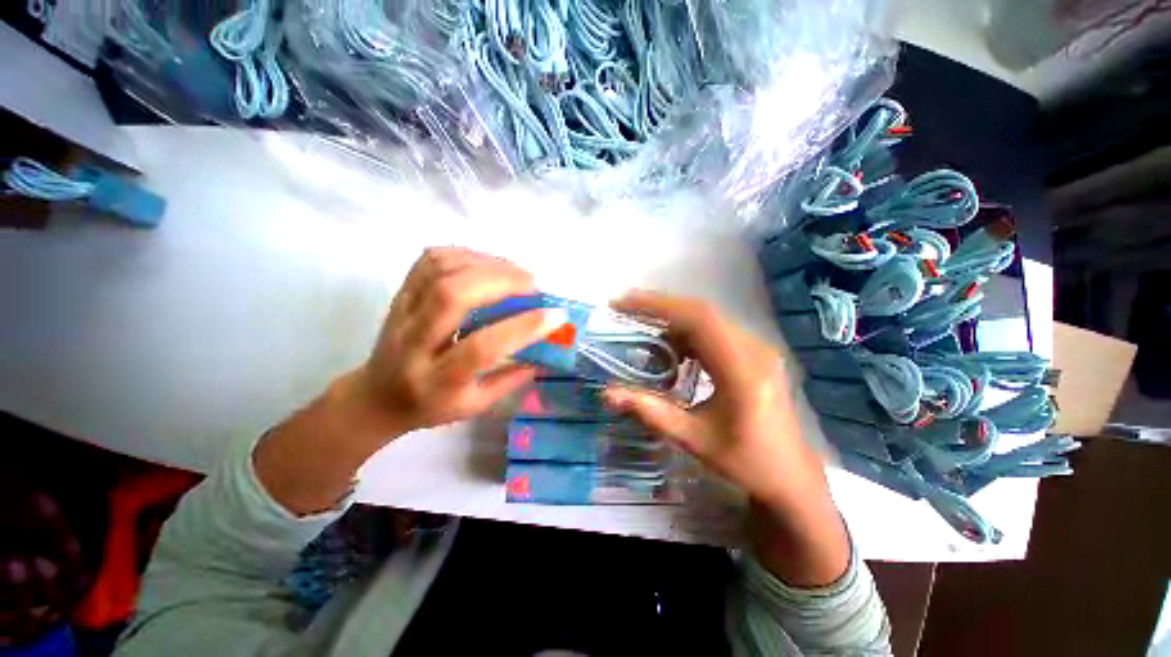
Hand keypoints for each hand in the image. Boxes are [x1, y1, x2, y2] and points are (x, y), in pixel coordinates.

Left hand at [354, 247, 565, 437]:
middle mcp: (414, 342)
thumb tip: (547, 347)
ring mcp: (402, 312)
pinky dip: (464, 254)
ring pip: (440, 270)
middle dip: (501, 281)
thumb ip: (512, 378)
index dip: (522, 327)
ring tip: (515, 272)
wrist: (376, 396)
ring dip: (485, 264)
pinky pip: (429, 260)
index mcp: (438, 380)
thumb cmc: (431, 406)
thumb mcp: (475, 405)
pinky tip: (486, 264)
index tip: (555, 315)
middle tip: (533, 284)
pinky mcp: (399, 294)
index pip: (482, 347)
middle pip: (453, 295)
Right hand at [603, 291, 848, 586]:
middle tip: (624, 308)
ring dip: (672, 318)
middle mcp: (755, 350)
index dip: (658, 306)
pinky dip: (686, 331)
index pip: (699, 320)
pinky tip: (669, 345)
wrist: (791, 476)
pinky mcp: (754, 353)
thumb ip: (650, 412)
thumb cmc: (746, 463)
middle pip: (702, 312)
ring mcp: (758, 349)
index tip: (623, 302)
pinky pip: (715, 331)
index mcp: (743, 372)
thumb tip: (607, 393)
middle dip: (659, 306)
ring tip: (640, 324)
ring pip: (708, 319)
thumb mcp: (694, 440)